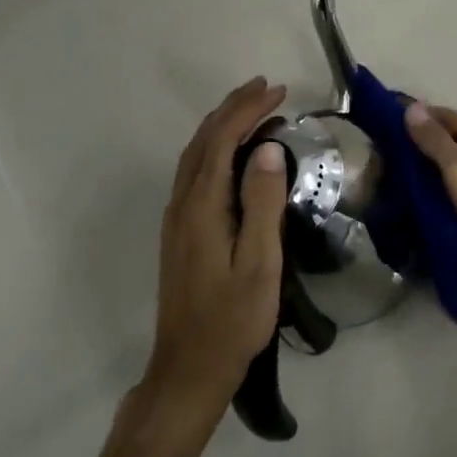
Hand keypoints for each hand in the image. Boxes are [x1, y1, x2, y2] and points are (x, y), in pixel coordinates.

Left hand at [144, 78, 289, 418]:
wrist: (189, 368)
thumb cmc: (232, 320)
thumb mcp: (259, 264)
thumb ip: (263, 204)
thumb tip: (268, 148)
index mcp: (202, 207)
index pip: (222, 140)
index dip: (248, 110)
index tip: (279, 91)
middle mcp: (183, 204)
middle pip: (203, 140)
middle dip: (233, 108)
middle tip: (266, 88)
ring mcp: (177, 218)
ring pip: (195, 155)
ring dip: (222, 125)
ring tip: (252, 108)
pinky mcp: (180, 232)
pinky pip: (196, 172)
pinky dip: (215, 147)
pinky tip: (233, 153)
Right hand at [403, 102, 456, 306]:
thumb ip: (436, 140)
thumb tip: (412, 107)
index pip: (448, 117)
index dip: (419, 117)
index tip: (387, 123)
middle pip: (455, 139)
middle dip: (424, 143)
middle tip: (389, 154)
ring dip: (433, 166)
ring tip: (401, 175)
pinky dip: (446, 186)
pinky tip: (427, 197)